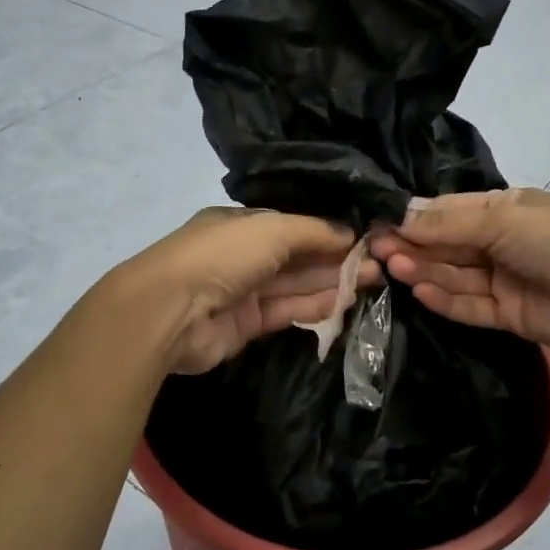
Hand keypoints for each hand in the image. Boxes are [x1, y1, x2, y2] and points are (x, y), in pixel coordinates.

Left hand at [117, 209, 381, 374]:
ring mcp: (243, 291)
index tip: (364, 239)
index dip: (328, 231)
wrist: (170, 310)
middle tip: (378, 265)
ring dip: (331, 283)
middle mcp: (243, 255)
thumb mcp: (272, 229)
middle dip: (336, 259)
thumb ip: (313, 231)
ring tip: (372, 282)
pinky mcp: (245, 325)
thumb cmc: (221, 255)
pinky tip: (345, 303)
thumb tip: (349, 233)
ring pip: (295, 285)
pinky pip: (286, 312)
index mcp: (242, 224)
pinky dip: (314, 307)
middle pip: (297, 256)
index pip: (293, 226)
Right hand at [369, 188, 549, 352]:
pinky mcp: (509, 315)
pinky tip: (419, 292)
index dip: (413, 219)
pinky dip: (446, 301)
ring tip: (392, 268)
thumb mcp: (502, 219)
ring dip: (424, 272)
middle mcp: (499, 243)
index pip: (447, 213)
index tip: (378, 225)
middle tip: (375, 251)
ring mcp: (504, 280)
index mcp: (502, 210)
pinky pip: (471, 307)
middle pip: (447, 246)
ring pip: (455, 276)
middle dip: (413, 247)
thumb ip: (448, 225)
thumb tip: (399, 217)